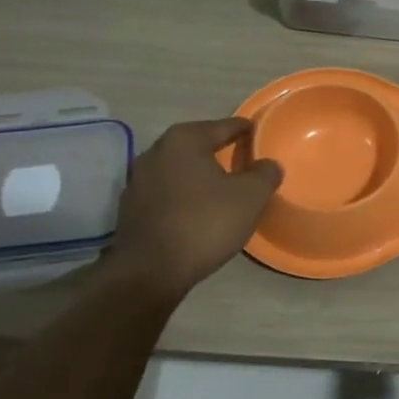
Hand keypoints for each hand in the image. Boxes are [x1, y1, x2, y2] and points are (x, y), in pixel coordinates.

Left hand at [109, 118, 282, 298]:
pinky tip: (196, 211)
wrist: (149, 272)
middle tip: (244, 163)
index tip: (259, 135)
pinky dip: (183, 195)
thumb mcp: (250, 197)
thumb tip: (268, 164)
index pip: (224, 126)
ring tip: (222, 189)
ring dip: (199, 175)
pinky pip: (166, 192)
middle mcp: (156, 151)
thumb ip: (265, 174)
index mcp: (184, 139)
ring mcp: (138, 179)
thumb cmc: (204, 224)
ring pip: (179, 169)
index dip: (245, 130)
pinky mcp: (131, 207)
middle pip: (198, 144)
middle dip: (220, 151)